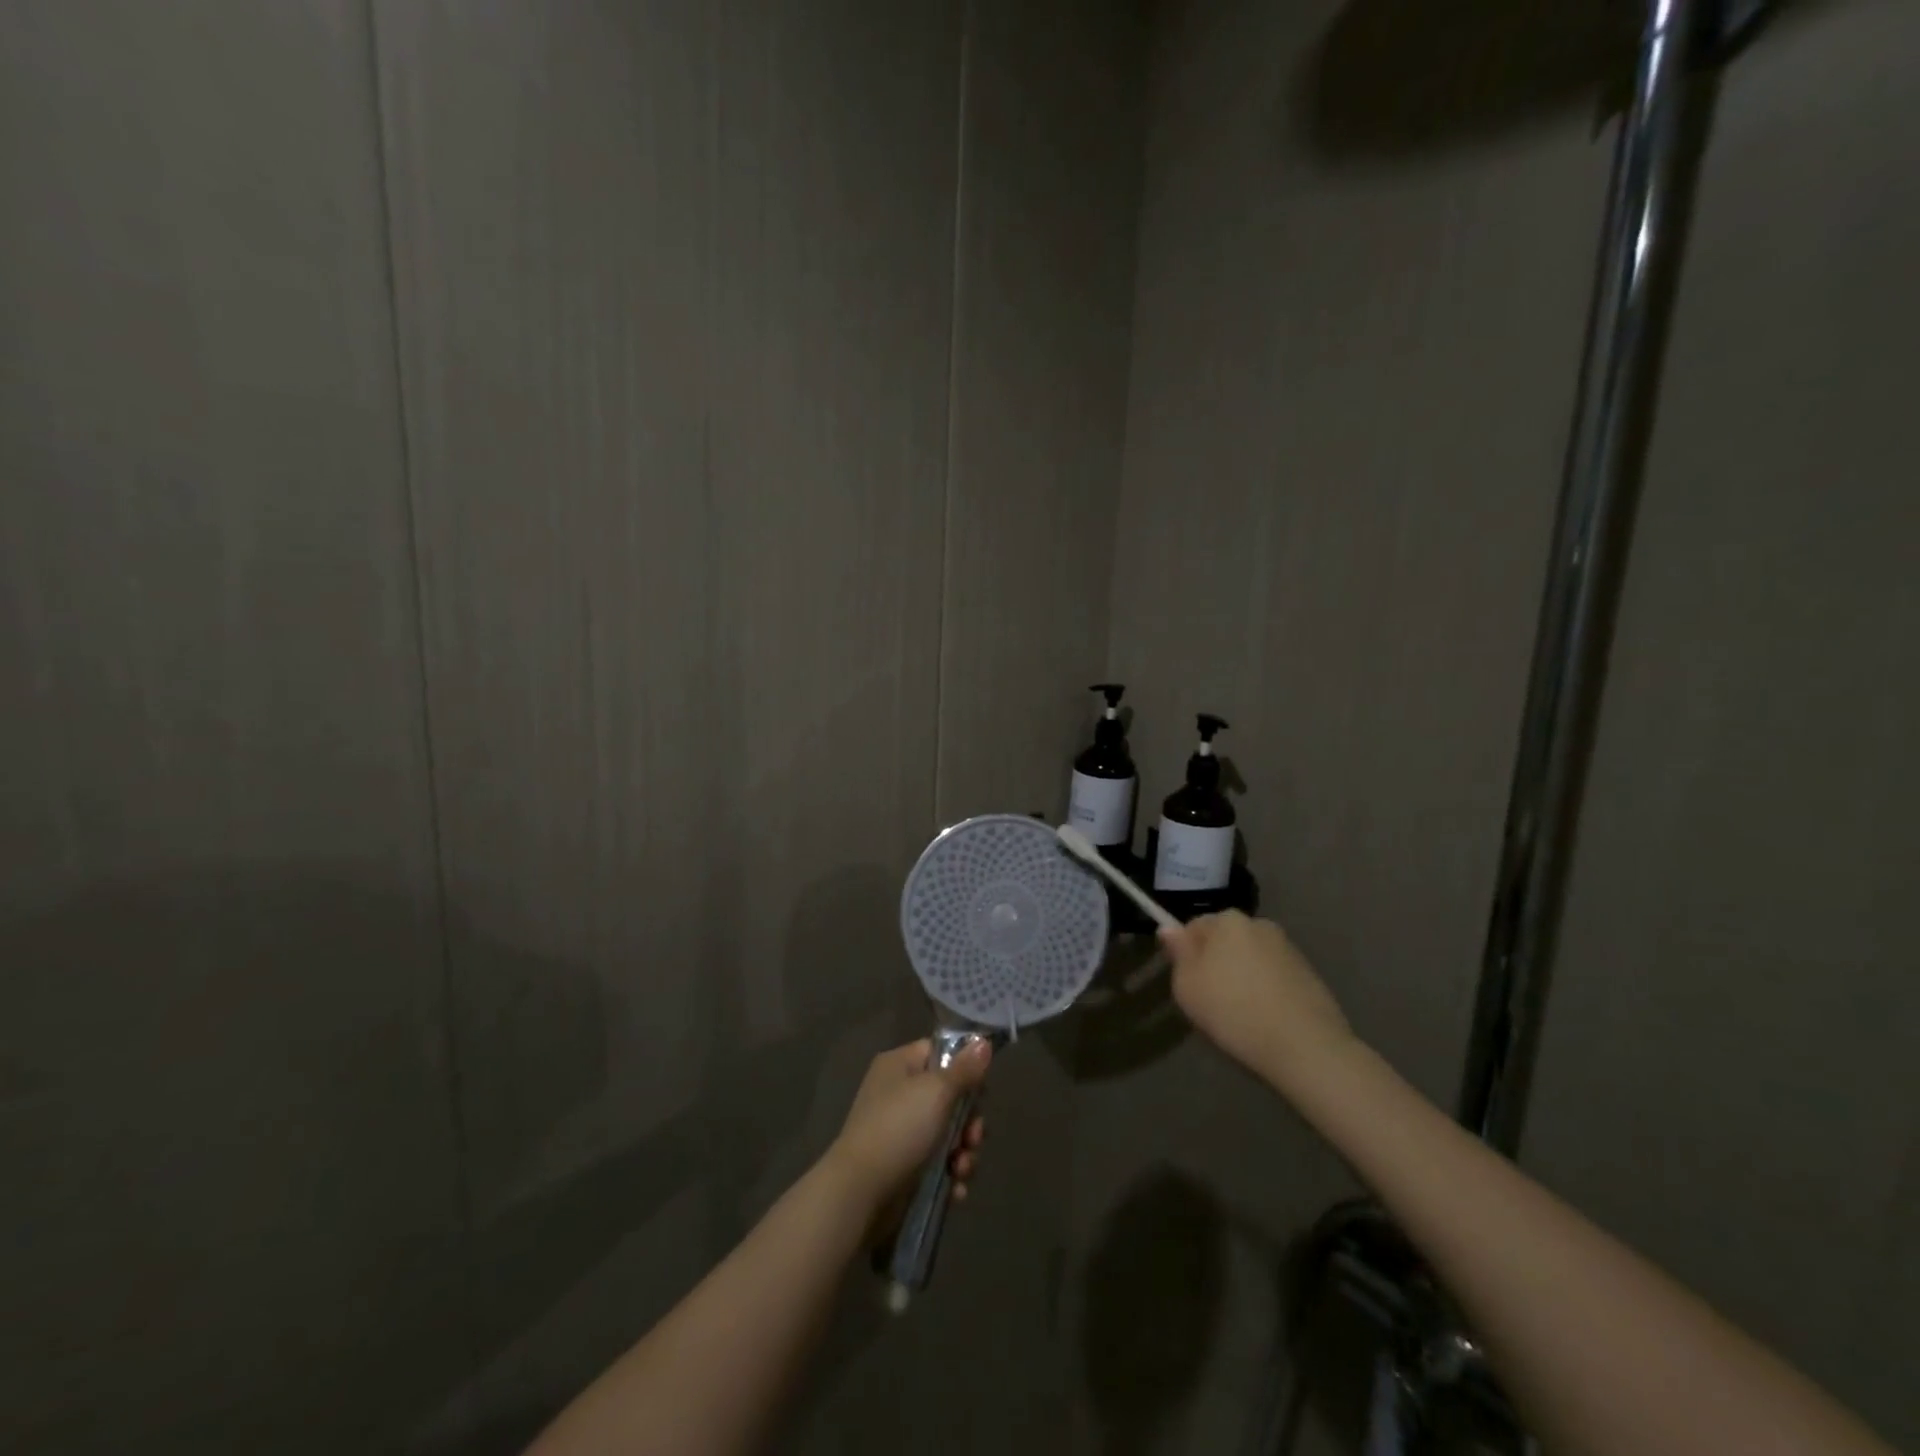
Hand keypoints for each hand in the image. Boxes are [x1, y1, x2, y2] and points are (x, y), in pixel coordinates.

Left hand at [825, 1038, 990, 1218]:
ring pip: (948, 1133)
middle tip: (973, 1137)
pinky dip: (950, 1174)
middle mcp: (899, 1094)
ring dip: (963, 1152)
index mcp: (900, 1066)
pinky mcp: (905, 1166)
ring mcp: (901, 1132)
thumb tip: (983, 1042)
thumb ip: (964, 1069)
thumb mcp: (936, 1092)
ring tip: (962, 1169)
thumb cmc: (899, 1129)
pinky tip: (956, 1189)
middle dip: (969, 1121)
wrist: (860, 1192)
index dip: (964, 1068)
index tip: (981, 1088)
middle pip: (950, 1097)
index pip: (939, 1053)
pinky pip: (938, 1162)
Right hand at [1159, 911, 1351, 1080]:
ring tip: (1241, 1014)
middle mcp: (1260, 924)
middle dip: (1216, 962)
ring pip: (1251, 958)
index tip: (1188, 983)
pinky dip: (1266, 990)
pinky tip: (1266, 1019)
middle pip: (1225, 940)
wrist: (1306, 1047)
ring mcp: (1289, 949)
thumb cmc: (1234, 1012)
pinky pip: (1274, 977)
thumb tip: (1169, 928)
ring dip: (1242, 976)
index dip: (1186, 954)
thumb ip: (1178, 952)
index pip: (1194, 926)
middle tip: (1211, 1000)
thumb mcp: (1187, 986)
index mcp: (1228, 920)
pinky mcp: (1310, 975)